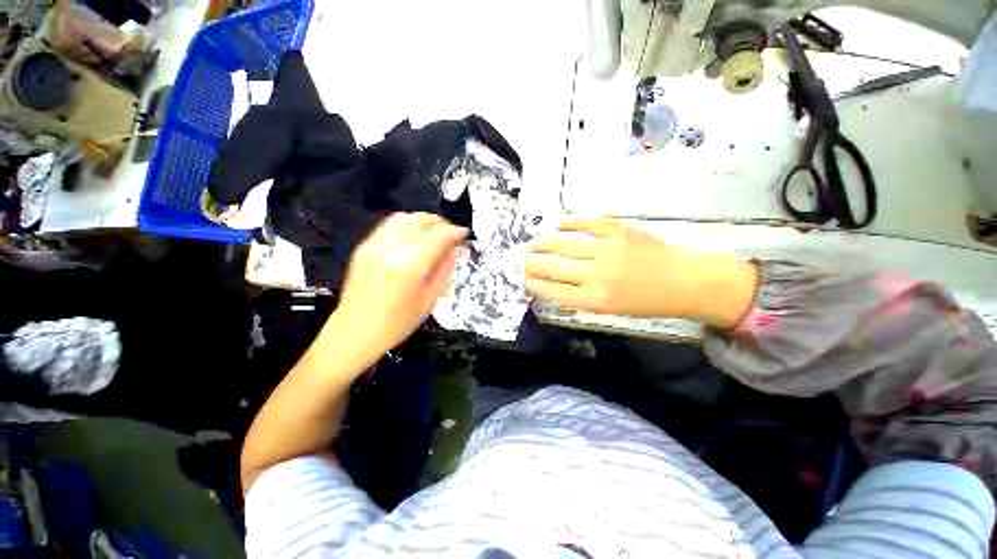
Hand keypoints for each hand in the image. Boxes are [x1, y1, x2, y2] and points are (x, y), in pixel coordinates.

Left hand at [334, 213, 466, 353]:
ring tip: (433, 234)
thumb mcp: (430, 298)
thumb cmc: (398, 322)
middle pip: (421, 219)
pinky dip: (407, 225)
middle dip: (440, 223)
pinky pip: (389, 225)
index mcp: (411, 265)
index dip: (455, 231)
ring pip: (404, 217)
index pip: (439, 235)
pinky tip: (413, 239)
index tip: (464, 234)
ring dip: (423, 221)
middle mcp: (391, 248)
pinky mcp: (364, 247)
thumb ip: (445, 268)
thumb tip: (455, 247)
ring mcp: (374, 245)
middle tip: (450, 235)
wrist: (355, 332)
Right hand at [525, 216, 757, 328]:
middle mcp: (597, 274)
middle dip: (533, 264)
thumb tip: (556, 285)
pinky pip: (588, 223)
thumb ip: (582, 297)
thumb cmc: (648, 302)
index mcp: (595, 299)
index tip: (526, 279)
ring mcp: (607, 249)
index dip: (535, 283)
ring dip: (545, 245)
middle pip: (554, 267)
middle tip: (523, 260)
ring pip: (565, 245)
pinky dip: (571, 222)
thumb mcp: (612, 310)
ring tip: (534, 245)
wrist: (687, 281)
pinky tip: (559, 224)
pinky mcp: (620, 231)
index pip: (553, 290)